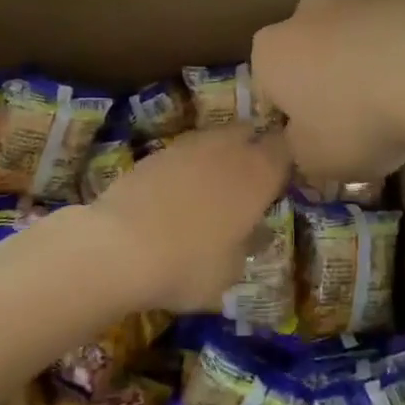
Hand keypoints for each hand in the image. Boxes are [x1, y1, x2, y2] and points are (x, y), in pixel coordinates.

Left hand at [85, 127, 291, 312]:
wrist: (118, 247)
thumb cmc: (187, 265)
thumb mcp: (230, 272)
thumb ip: (248, 245)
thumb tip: (255, 232)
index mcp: (258, 174)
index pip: (285, 149)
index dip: (286, 159)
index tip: (282, 177)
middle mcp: (229, 149)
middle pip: (250, 133)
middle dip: (252, 148)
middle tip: (249, 178)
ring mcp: (191, 145)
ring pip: (216, 138)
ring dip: (220, 154)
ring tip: (211, 185)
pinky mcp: (158, 151)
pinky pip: (185, 151)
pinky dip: (188, 165)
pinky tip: (178, 191)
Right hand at [252, 0, 404, 182]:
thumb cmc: (356, 120)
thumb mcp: (315, 160)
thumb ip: (299, 150)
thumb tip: (304, 140)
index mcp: (270, 51)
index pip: (268, 92)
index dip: (289, 123)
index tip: (315, 144)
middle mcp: (305, 15)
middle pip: (307, 59)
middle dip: (324, 87)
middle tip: (354, 126)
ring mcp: (355, 0)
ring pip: (349, 44)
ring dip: (362, 70)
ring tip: (395, 108)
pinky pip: (390, 37)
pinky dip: (398, 57)